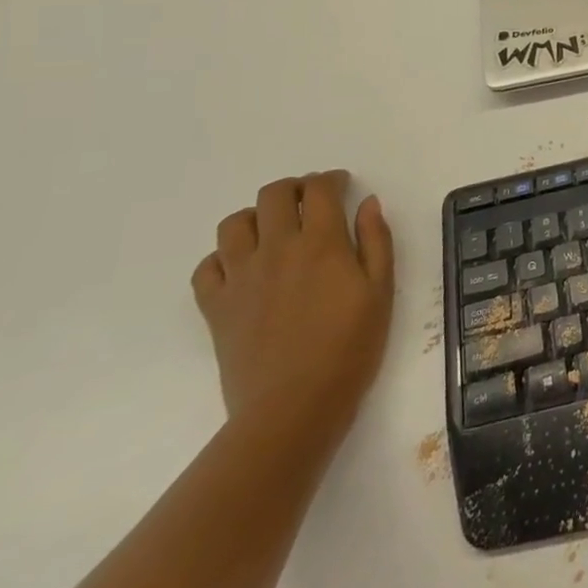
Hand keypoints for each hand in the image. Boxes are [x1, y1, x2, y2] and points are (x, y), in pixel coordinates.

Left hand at [192, 171, 394, 449]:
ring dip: (256, 216)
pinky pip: (206, 266)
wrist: (294, 407)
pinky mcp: (216, 307)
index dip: (331, 179)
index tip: (342, 185)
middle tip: (310, 201)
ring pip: (234, 223)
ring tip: (274, 229)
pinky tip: (242, 267)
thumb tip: (367, 203)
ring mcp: (240, 277)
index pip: (320, 189)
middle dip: (294, 188)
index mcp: (321, 242)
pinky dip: (223, 256)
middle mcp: (277, 248)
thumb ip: (376, 240)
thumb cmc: (350, 347)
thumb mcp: (381, 290)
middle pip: (274, 195)